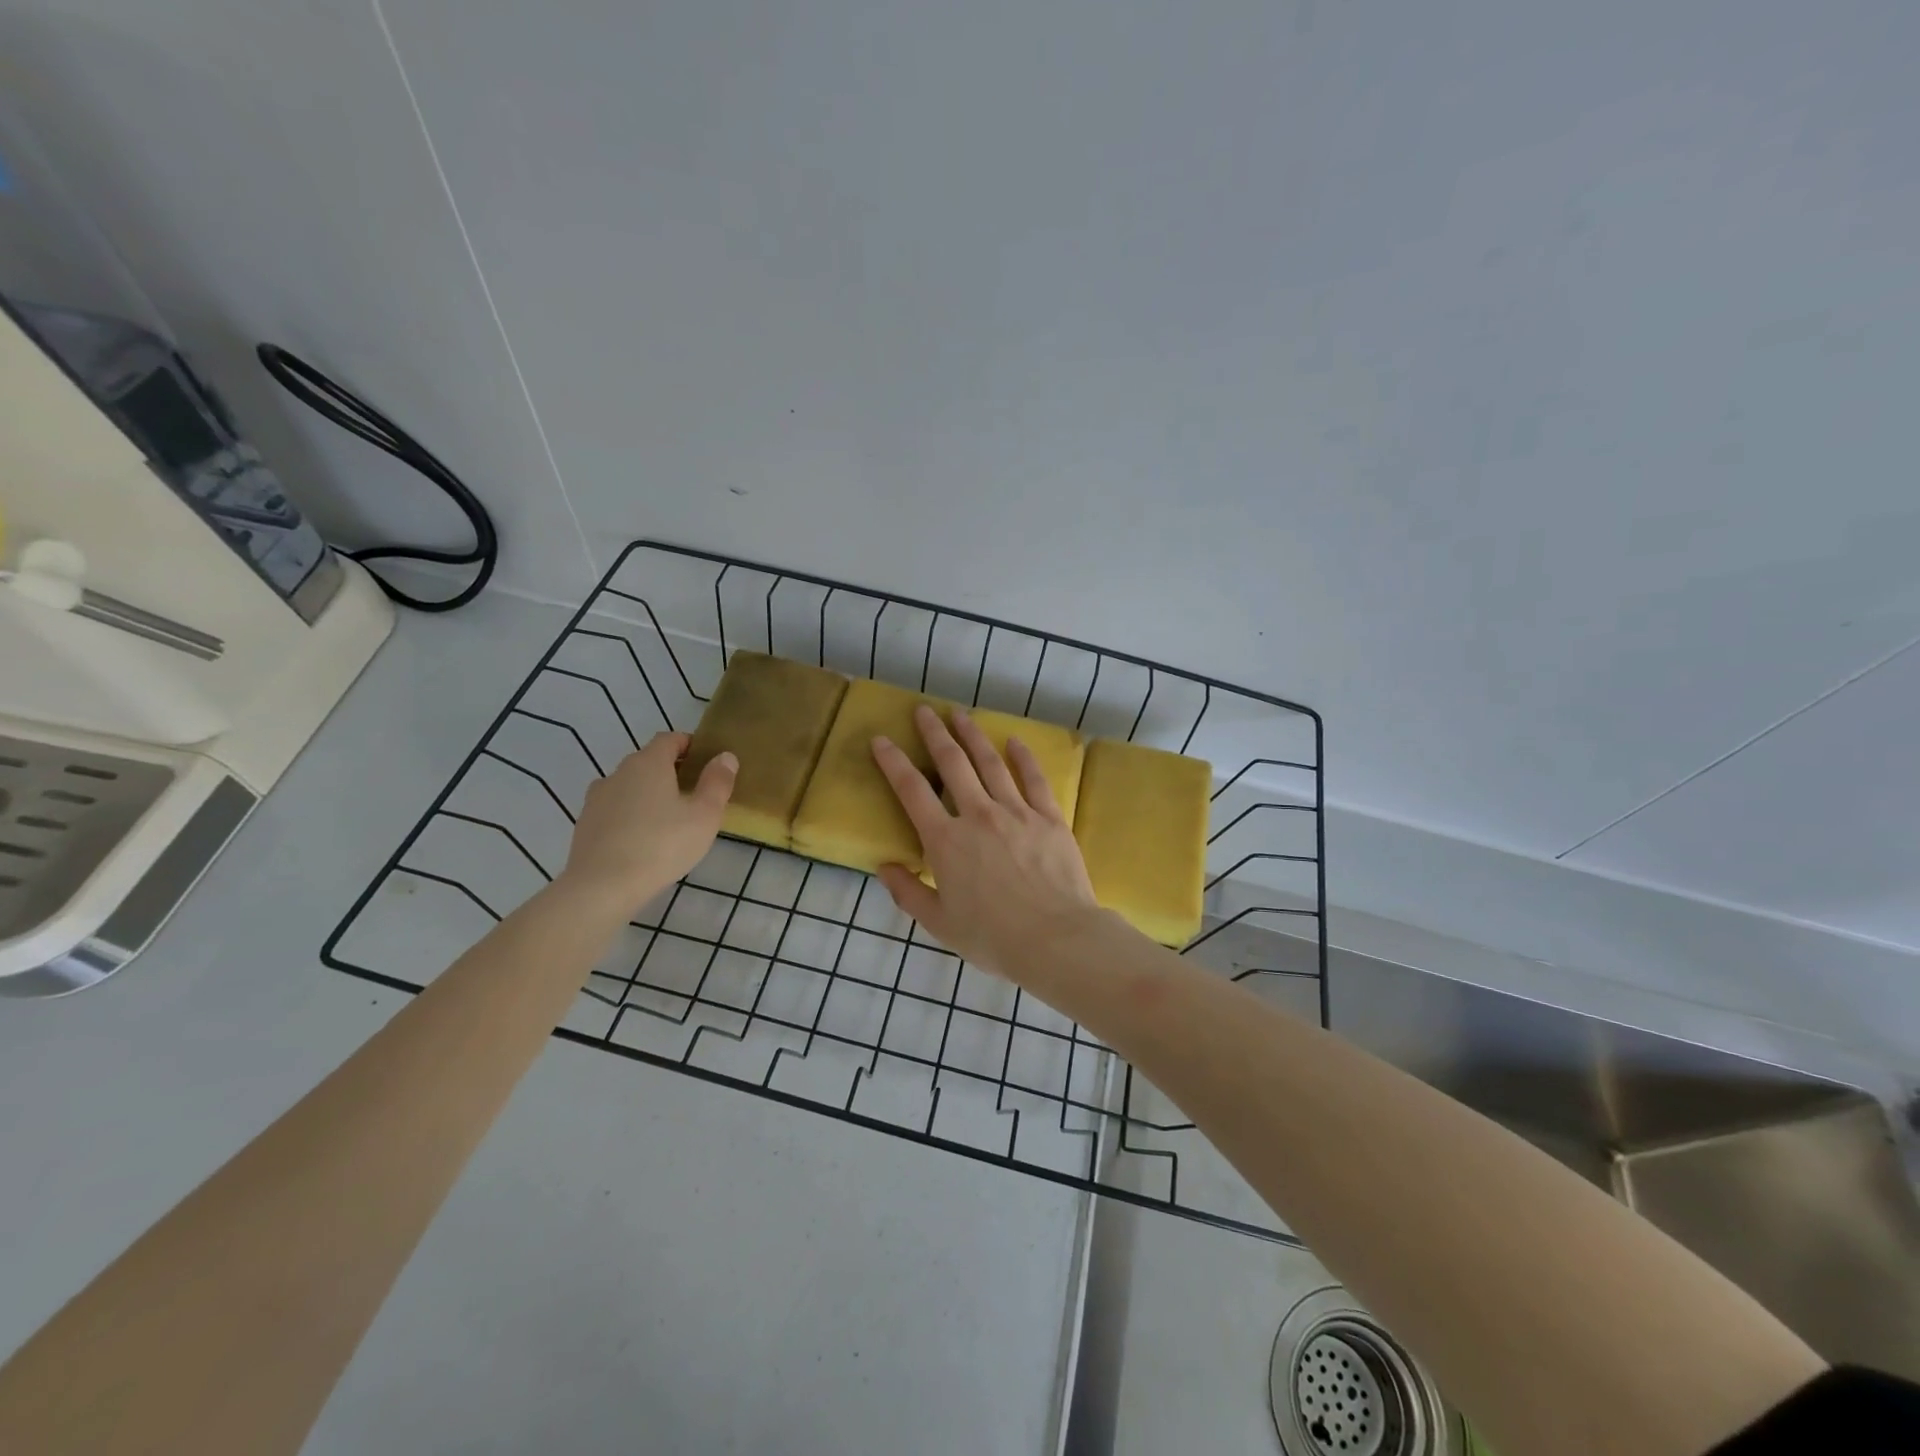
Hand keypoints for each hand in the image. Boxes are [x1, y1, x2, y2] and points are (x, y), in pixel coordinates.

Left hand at [558, 732, 734, 911]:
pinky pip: (614, 809)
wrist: (602, 887)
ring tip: (667, 820)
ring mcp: (596, 798)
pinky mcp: (585, 824)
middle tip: (693, 794)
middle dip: (670, 771)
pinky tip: (641, 839)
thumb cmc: (662, 845)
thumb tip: (726, 756)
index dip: (689, 744)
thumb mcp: (704, 815)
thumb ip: (717, 782)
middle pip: (648, 761)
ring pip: (629, 786)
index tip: (705, 761)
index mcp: (649, 763)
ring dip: (648, 794)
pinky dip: (629, 815)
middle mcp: (619, 772)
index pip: (669, 739)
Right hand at [870, 705, 1102, 980]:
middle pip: (952, 763)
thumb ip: (908, 893)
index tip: (881, 739)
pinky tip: (1014, 741)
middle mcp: (978, 815)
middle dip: (935, 733)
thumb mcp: (939, 923)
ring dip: (973, 735)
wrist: (1056, 939)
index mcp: (945, 841)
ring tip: (961, 714)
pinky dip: (1023, 757)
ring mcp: (1016, 812)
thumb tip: (885, 867)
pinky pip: (1033, 779)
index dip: (893, 762)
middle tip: (924, 710)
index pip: (912, 791)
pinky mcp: (1048, 817)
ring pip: (990, 763)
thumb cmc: (993, 937)